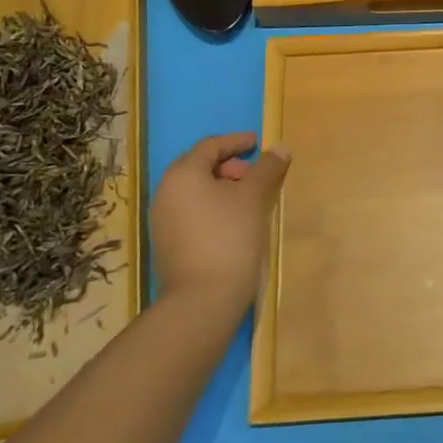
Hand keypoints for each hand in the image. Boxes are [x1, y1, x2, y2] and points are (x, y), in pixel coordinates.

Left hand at [151, 132, 288, 316]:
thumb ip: (267, 168)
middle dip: (230, 165)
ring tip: (249, 200)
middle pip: (200, 167)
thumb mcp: (254, 197)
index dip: (236, 141)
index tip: (257, 142)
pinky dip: (213, 207)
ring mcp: (162, 221)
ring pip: (196, 191)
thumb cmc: (229, 237)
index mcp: (183, 174)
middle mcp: (165, 192)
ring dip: (222, 188)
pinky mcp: (167, 245)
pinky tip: (234, 222)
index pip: (210, 145)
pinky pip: (192, 212)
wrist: (202, 301)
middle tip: (254, 174)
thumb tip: (280, 148)